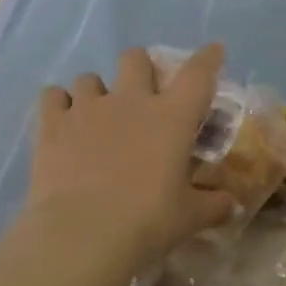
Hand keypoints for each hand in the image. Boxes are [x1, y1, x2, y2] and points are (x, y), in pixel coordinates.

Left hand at [27, 44, 238, 261]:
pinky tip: (63, 122)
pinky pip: (53, 96)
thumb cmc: (147, 222)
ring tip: (97, 115)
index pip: (198, 73)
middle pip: (136, 58)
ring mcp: (88, 108)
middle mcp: (131, 100)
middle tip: (142, 94)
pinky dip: (59, 105)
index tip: (213, 51)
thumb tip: (232, 205)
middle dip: (141, 69)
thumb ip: (213, 205)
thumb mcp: (189, 217)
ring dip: (96, 92)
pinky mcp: (53, 124)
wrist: (83, 234)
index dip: (208, 58)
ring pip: (90, 77)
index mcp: (172, 116)